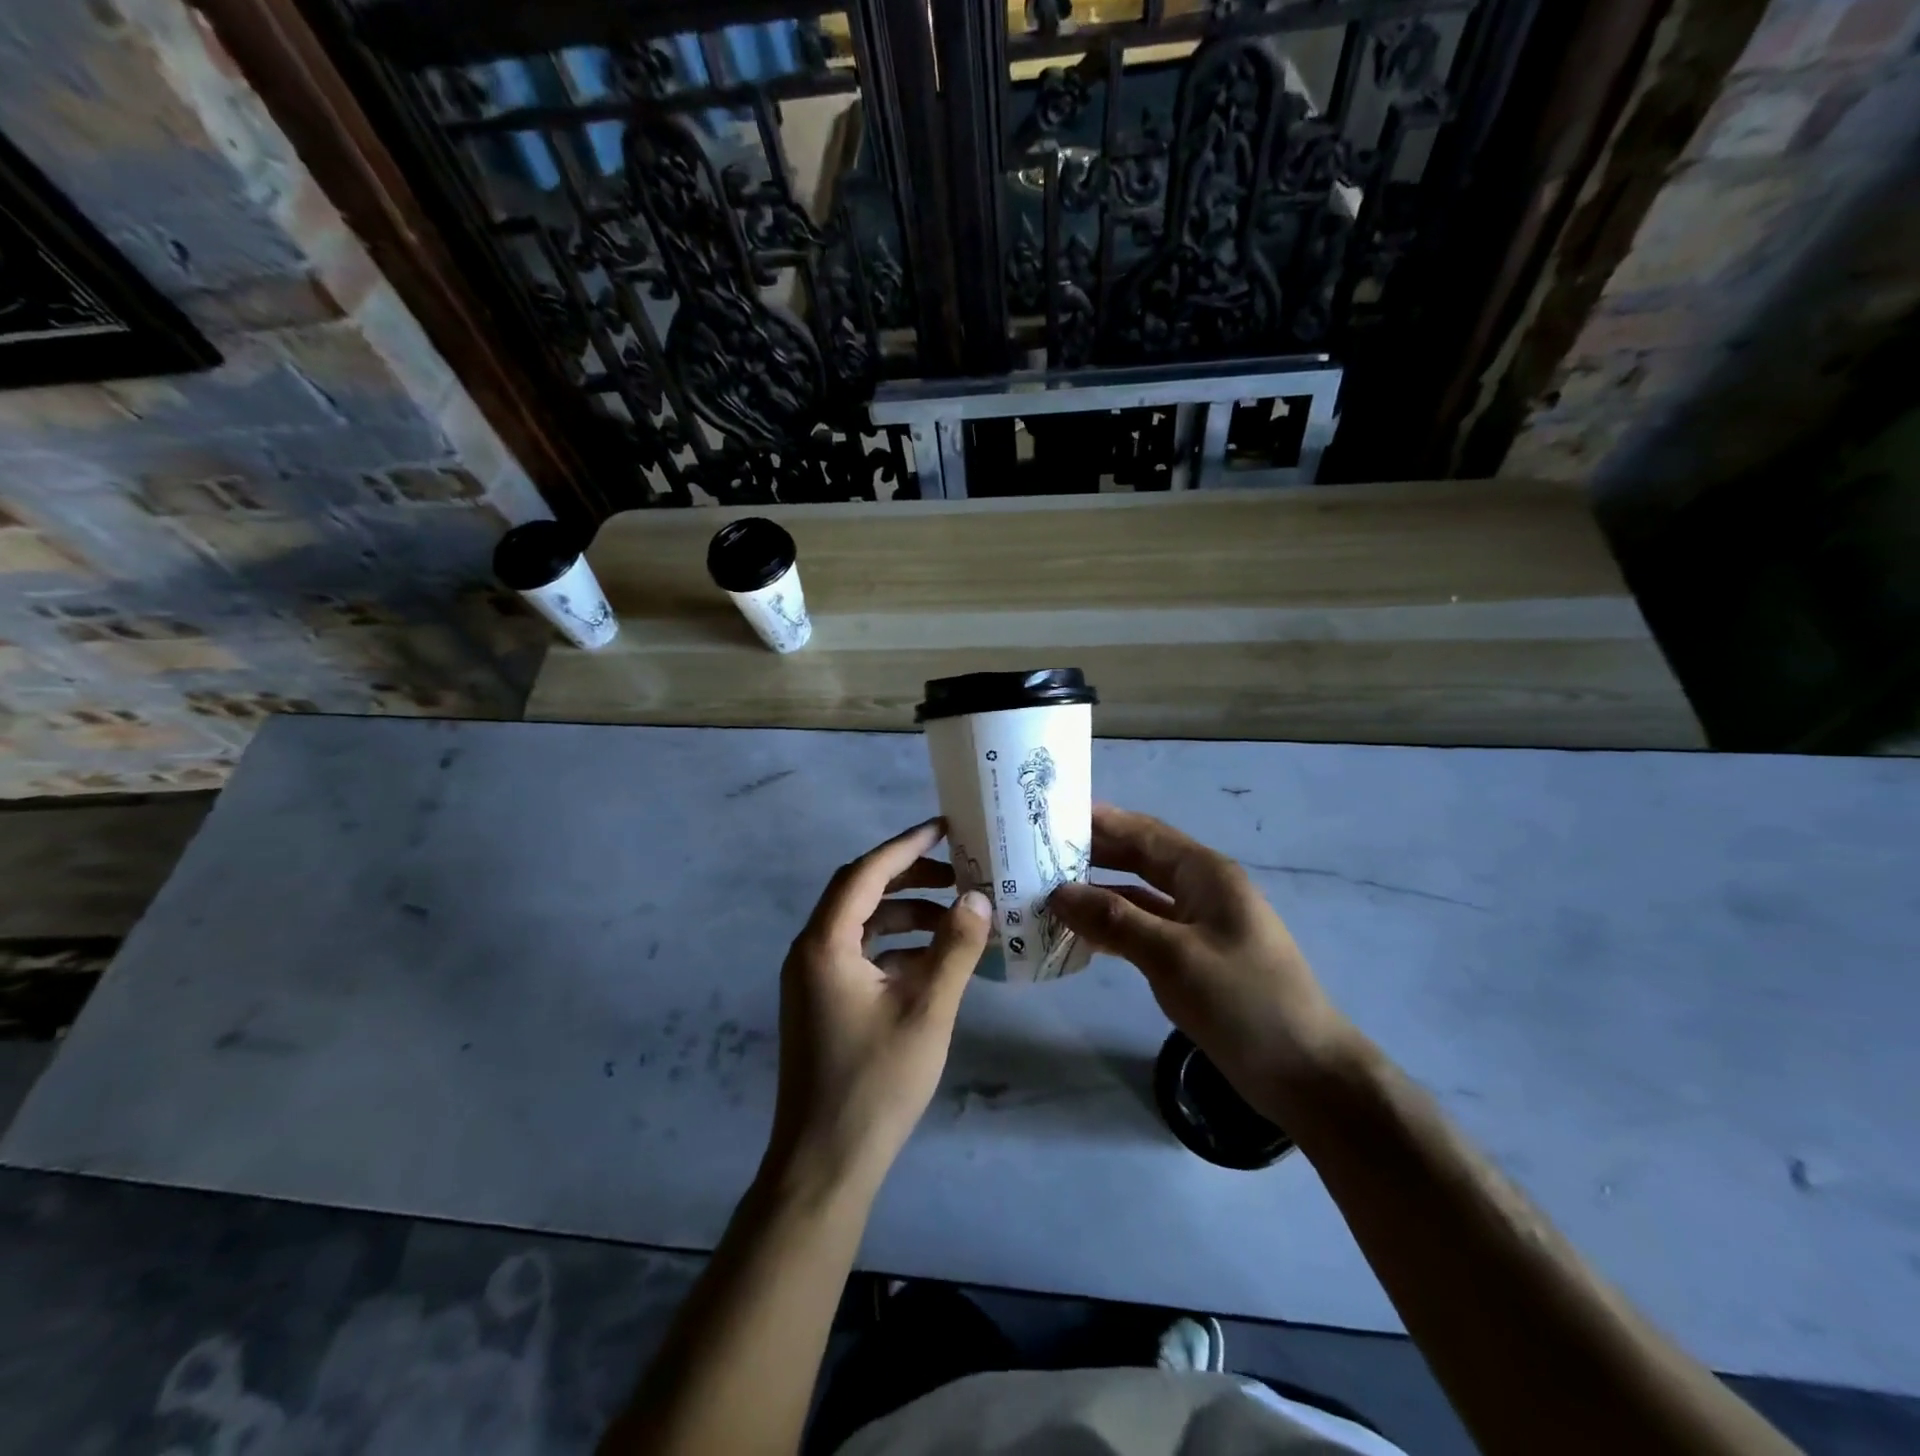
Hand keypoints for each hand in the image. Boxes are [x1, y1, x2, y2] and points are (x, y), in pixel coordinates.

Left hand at [768, 819, 990, 1199]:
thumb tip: (980, 897)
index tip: (944, 828)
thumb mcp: (927, 1010)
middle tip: (957, 873)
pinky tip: (933, 961)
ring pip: (861, 926)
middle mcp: (810, 951)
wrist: (824, 1164)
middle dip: (908, 877)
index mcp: (825, 944)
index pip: (865, 872)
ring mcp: (812, 979)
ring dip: (905, 915)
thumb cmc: (876, 1083)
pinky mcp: (822, 1003)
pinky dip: (895, 948)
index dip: (905, 845)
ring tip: (955, 918)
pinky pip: (859, 956)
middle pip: (860, 893)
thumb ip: (955, 948)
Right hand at [1050, 805, 1354, 1120]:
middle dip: (1093, 854)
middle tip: (1038, 853)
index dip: (1099, 821)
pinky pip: (1144, 929)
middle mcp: (1201, 890)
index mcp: (1205, 874)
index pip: (1143, 833)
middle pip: (1139, 860)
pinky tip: (1079, 934)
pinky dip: (1113, 928)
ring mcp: (1198, 925)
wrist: (1305, 1073)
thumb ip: (1115, 920)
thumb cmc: (1244, 1002)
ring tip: (1046, 891)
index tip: (1051, 814)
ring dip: (1098, 894)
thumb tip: (1058, 892)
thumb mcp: (1173, 956)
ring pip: (1138, 897)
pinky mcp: (1193, 958)